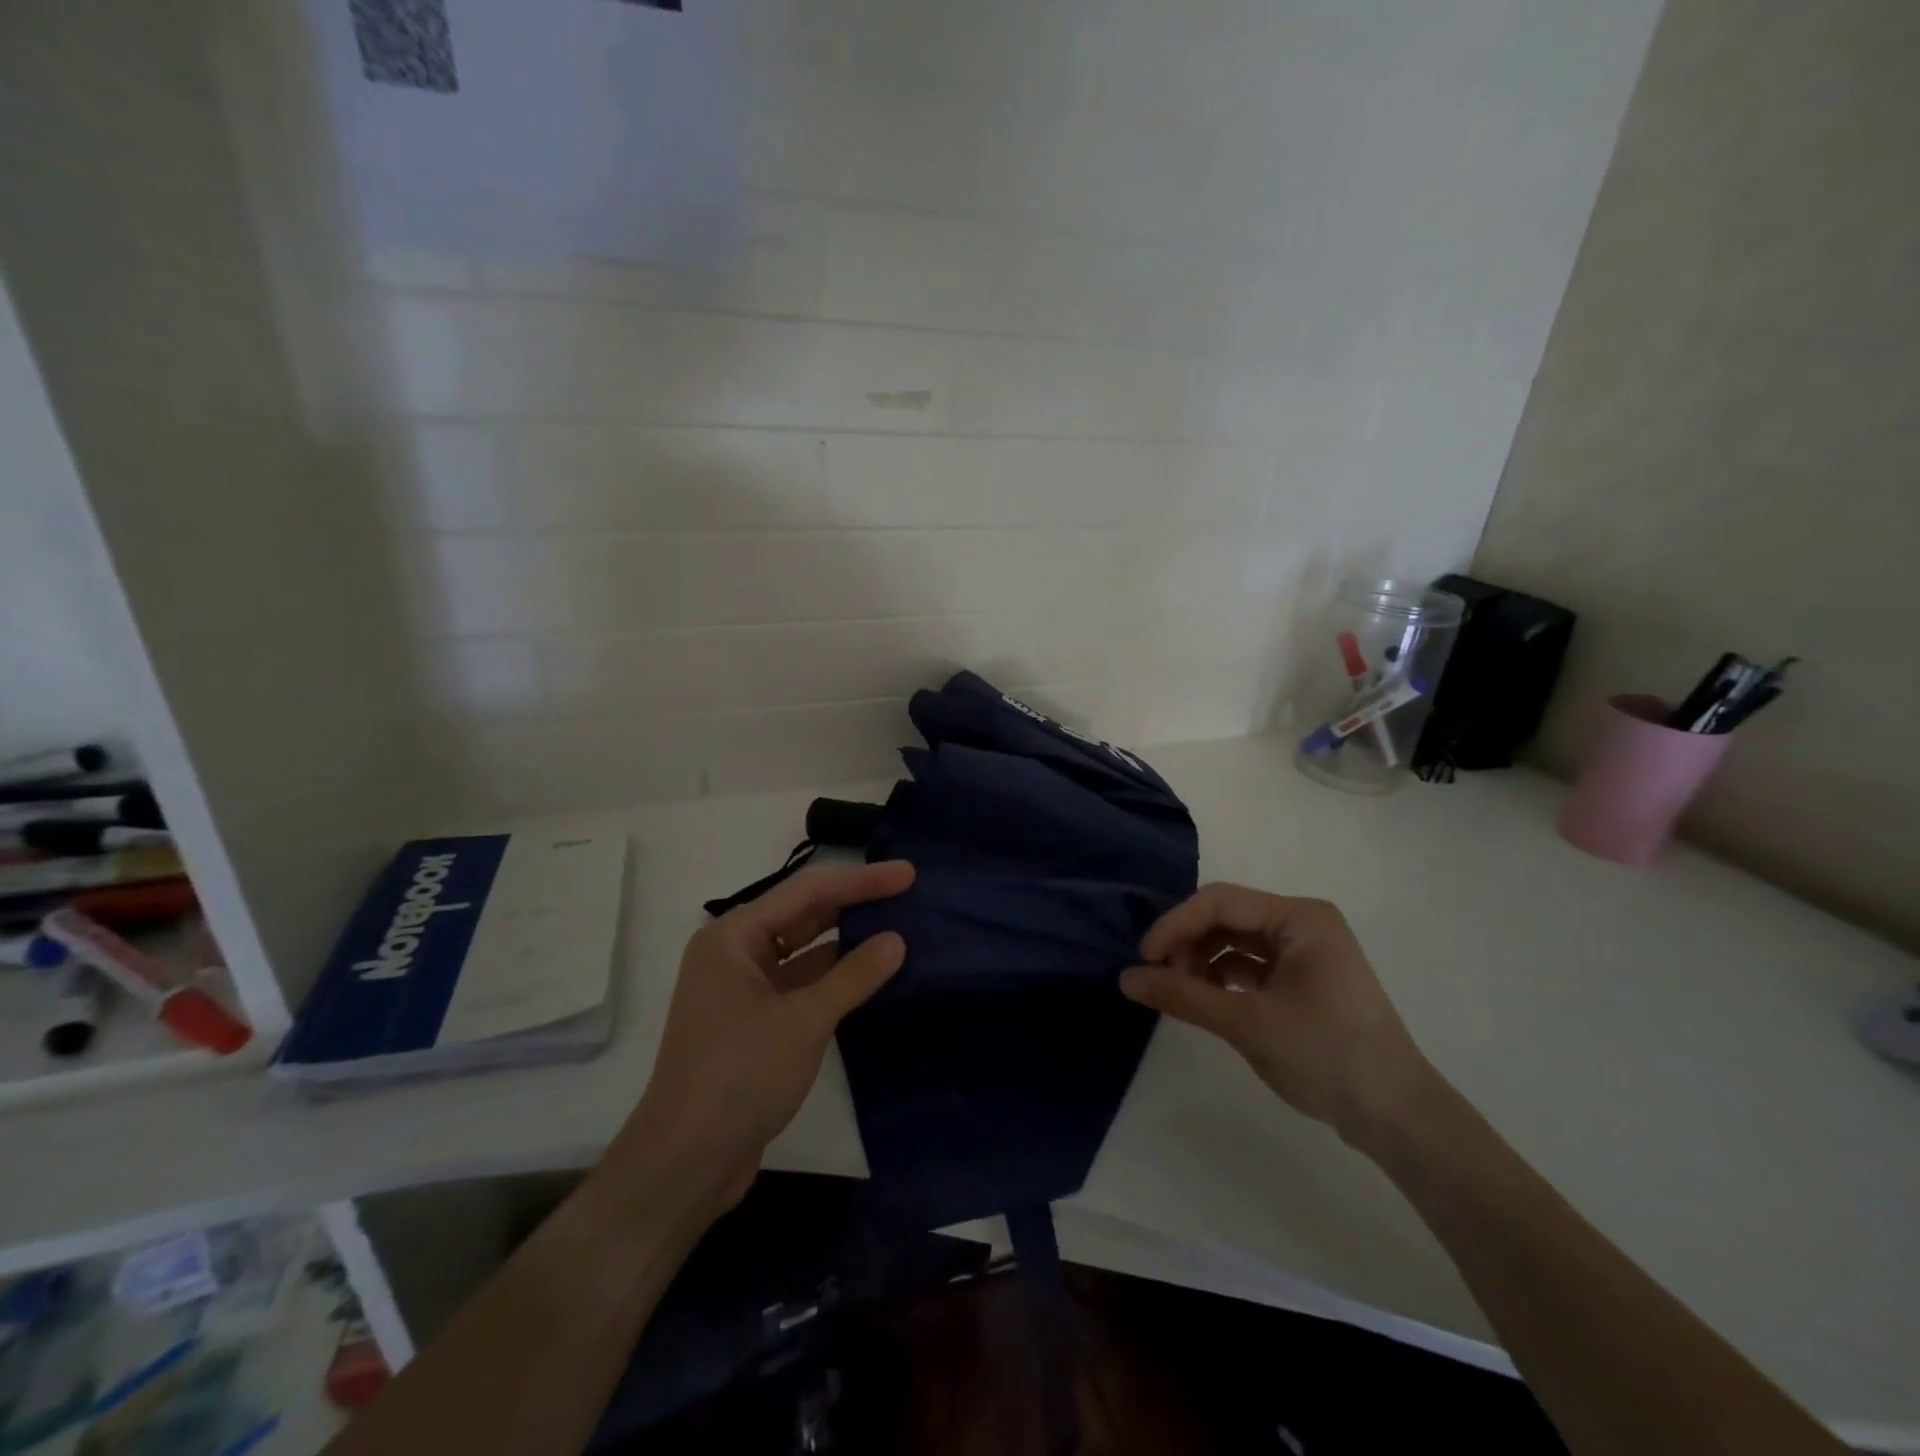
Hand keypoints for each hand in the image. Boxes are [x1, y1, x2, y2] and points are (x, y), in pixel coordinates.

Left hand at [603, 861, 914, 1213]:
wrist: (686, 1164)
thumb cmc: (739, 1076)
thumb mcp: (804, 1021)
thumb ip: (853, 976)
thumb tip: (897, 940)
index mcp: (733, 937)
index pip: (807, 892)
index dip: (861, 880)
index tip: (907, 874)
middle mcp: (734, 953)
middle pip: (803, 915)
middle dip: (854, 904)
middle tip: (906, 894)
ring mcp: (743, 989)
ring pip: (803, 950)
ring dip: (846, 941)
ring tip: (897, 928)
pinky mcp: (755, 1022)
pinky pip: (800, 983)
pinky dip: (834, 977)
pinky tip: (870, 975)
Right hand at [1121, 884, 1438, 1145]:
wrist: (1398, 1117)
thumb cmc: (1325, 1056)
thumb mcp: (1246, 1023)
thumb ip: (1182, 996)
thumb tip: (1125, 979)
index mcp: (1299, 917)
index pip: (1220, 902)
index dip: (1175, 925)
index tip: (1143, 959)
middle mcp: (1303, 923)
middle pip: (1227, 918)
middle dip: (1188, 944)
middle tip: (1161, 981)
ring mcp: (1307, 952)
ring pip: (1236, 941)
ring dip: (1202, 961)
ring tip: (1181, 995)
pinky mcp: (1305, 979)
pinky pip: (1251, 964)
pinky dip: (1223, 978)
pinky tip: (1207, 1000)